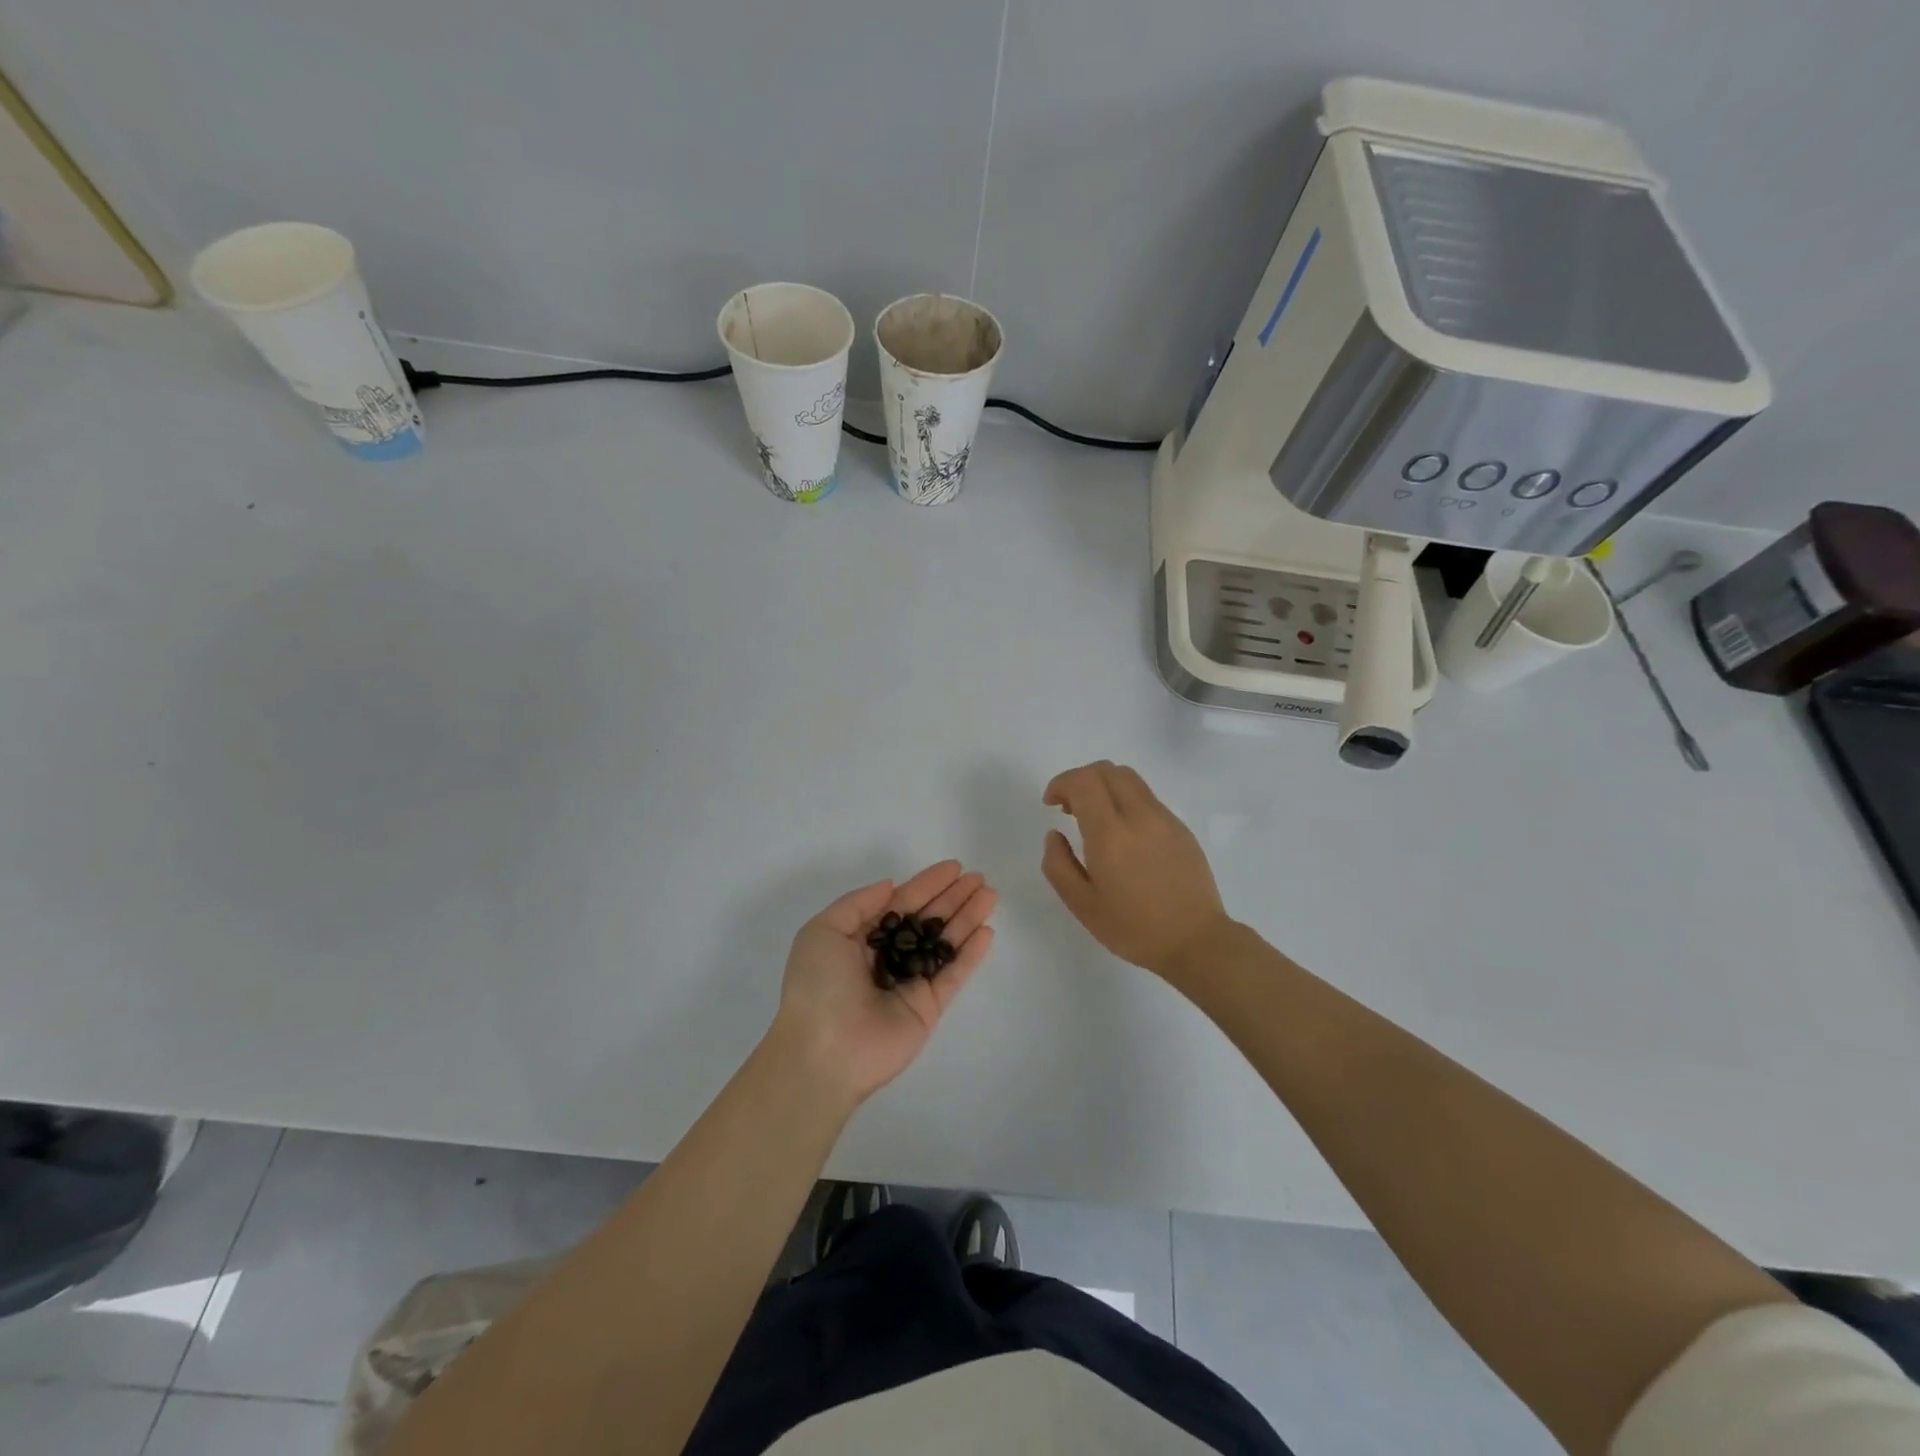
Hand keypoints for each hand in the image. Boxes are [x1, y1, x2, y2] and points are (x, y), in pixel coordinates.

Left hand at [772, 861, 997, 1104]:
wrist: (823, 1051)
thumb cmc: (817, 985)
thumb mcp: (823, 931)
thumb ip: (859, 904)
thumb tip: (891, 886)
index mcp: (860, 939)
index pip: (901, 904)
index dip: (927, 884)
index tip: (954, 867)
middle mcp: (888, 957)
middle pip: (927, 920)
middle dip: (953, 898)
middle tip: (979, 878)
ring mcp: (910, 983)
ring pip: (944, 943)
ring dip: (967, 918)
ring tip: (990, 895)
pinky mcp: (928, 1007)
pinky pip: (953, 974)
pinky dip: (971, 954)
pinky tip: (987, 931)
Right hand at [1042, 761, 1231, 977]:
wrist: (1196, 942)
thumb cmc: (1134, 928)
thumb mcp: (1082, 905)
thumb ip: (1058, 865)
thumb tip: (1054, 835)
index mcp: (1111, 835)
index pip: (1083, 782)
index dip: (1061, 783)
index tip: (1051, 804)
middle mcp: (1139, 816)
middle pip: (1107, 770)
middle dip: (1081, 779)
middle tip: (1069, 807)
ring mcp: (1165, 819)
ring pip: (1130, 779)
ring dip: (1104, 786)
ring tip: (1095, 818)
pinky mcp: (1181, 828)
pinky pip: (1147, 798)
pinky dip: (1125, 801)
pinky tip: (1123, 835)